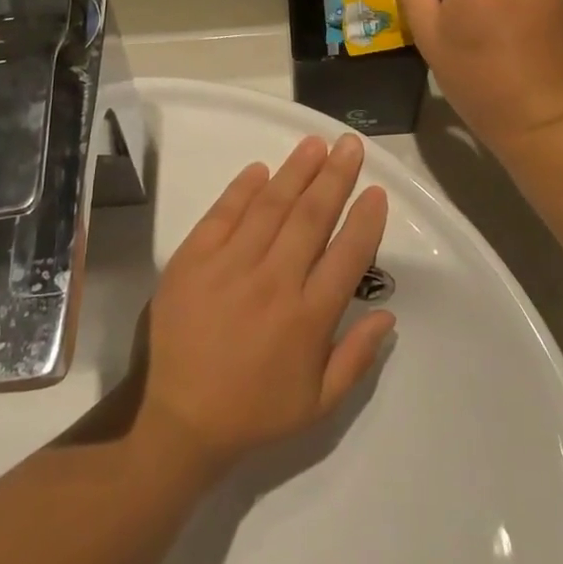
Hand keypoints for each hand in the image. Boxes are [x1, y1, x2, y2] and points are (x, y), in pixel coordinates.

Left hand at [137, 135, 393, 471]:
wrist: (174, 420)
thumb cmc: (252, 412)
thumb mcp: (317, 405)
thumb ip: (356, 358)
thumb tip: (389, 315)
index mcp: (308, 319)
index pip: (347, 255)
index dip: (366, 220)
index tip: (377, 191)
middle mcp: (274, 283)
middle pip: (312, 217)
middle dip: (335, 177)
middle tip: (350, 145)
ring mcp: (231, 266)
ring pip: (271, 206)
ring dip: (296, 171)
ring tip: (315, 143)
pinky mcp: (193, 259)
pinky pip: (223, 214)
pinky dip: (243, 189)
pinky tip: (260, 169)